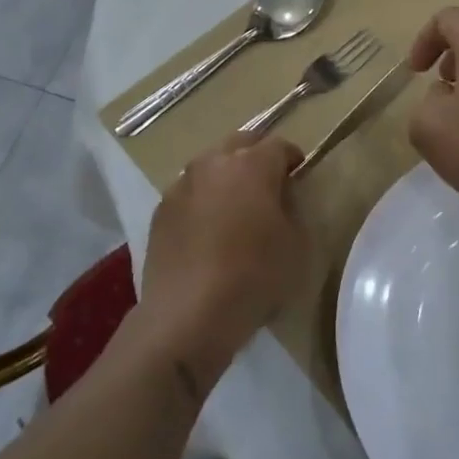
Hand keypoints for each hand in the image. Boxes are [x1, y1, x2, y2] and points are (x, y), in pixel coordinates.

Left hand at [140, 133, 312, 388]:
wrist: (187, 314)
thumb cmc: (253, 277)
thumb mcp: (296, 245)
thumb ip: (292, 209)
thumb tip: (281, 196)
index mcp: (252, 165)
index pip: (279, 145)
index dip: (292, 158)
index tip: (298, 173)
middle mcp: (213, 163)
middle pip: (240, 144)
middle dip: (256, 157)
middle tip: (268, 183)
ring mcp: (182, 184)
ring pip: (210, 166)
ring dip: (225, 177)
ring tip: (234, 206)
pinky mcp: (160, 210)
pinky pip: (189, 193)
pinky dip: (202, 200)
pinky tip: (207, 229)